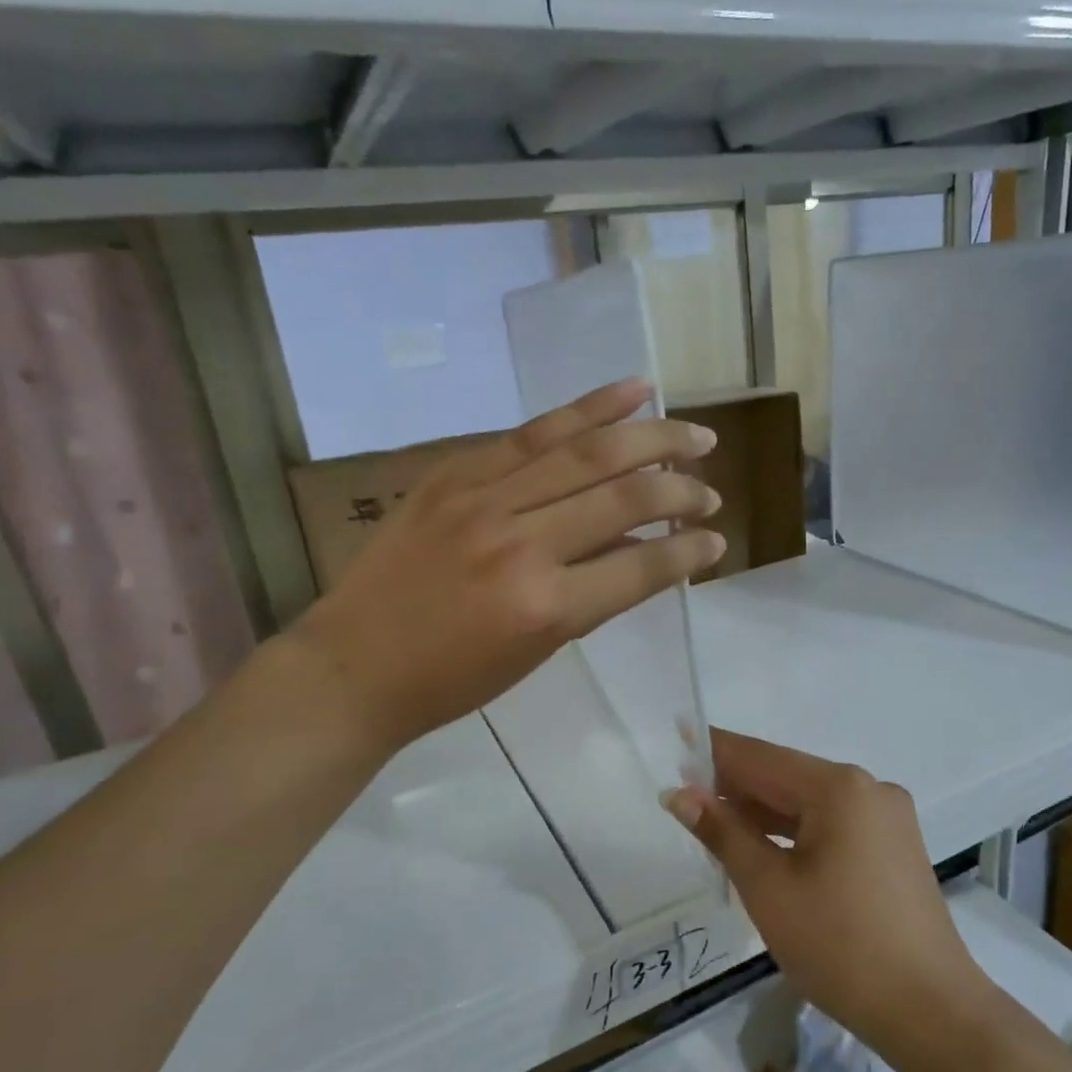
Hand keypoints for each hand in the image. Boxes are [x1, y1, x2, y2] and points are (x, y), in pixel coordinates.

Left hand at [292, 378, 724, 755]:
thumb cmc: (451, 680)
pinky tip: (633, 391)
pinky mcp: (456, 473)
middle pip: (623, 497)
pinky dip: (588, 408)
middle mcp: (522, 545)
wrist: (354, 664)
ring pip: (587, 452)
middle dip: (680, 488)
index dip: (688, 549)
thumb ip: (594, 592)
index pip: (642, 567)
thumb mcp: (537, 649)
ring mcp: (484, 500)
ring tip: (695, 435)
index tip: (716, 539)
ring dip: (651, 439)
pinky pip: (533, 432)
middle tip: (712, 483)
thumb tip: (644, 548)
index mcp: (546, 607)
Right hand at [666, 730, 980, 1060]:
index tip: (676, 738)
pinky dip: (793, 831)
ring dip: (762, 811)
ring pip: (808, 802)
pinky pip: (831, 823)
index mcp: (839, 787)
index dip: (714, 750)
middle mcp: (867, 788)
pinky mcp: (892, 846)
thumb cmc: (840, 946)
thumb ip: (723, 832)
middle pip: (785, 776)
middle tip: (684, 795)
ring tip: (713, 822)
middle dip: (735, 785)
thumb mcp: (768, 888)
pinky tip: (762, 846)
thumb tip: (680, 794)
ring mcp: (885, 817)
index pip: (760, 757)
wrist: (931, 1013)